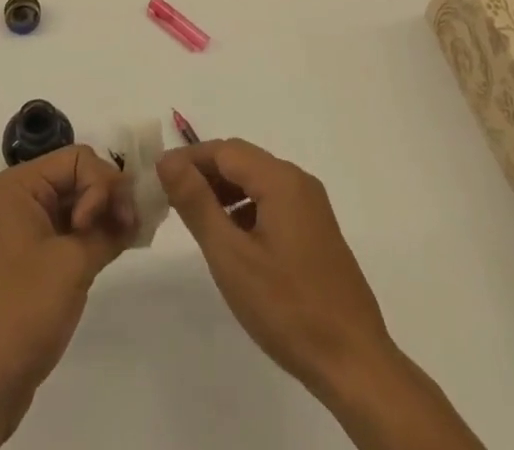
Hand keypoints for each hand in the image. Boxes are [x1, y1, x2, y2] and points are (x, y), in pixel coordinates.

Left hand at [0, 146, 133, 448]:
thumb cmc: (22, 310)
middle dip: (108, 197)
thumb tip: (134, 212)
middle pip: (78, 176)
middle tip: (130, 228)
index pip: (78, 158)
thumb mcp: (72, 263)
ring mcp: (26, 229)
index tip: (108, 223)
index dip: (101, 185)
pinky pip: (69, 230)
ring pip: (77, 203)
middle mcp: (21, 198)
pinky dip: (93, 235)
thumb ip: (108, 229)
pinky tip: (114, 247)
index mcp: (21, 185)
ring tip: (127, 239)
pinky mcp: (33, 259)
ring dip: (104, 217)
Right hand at [156, 138, 391, 395]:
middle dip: (205, 173)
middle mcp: (299, 182)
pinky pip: (273, 202)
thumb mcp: (231, 257)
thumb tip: (168, 161)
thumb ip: (197, 203)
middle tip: (171, 197)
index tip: (158, 177)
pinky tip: (231, 238)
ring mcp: (312, 206)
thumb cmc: (287, 308)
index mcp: (281, 180)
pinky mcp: (317, 231)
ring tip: (195, 217)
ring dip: (224, 191)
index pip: (225, 150)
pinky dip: (246, 209)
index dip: (190, 158)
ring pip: (257, 182)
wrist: (354, 363)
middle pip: (242, 161)